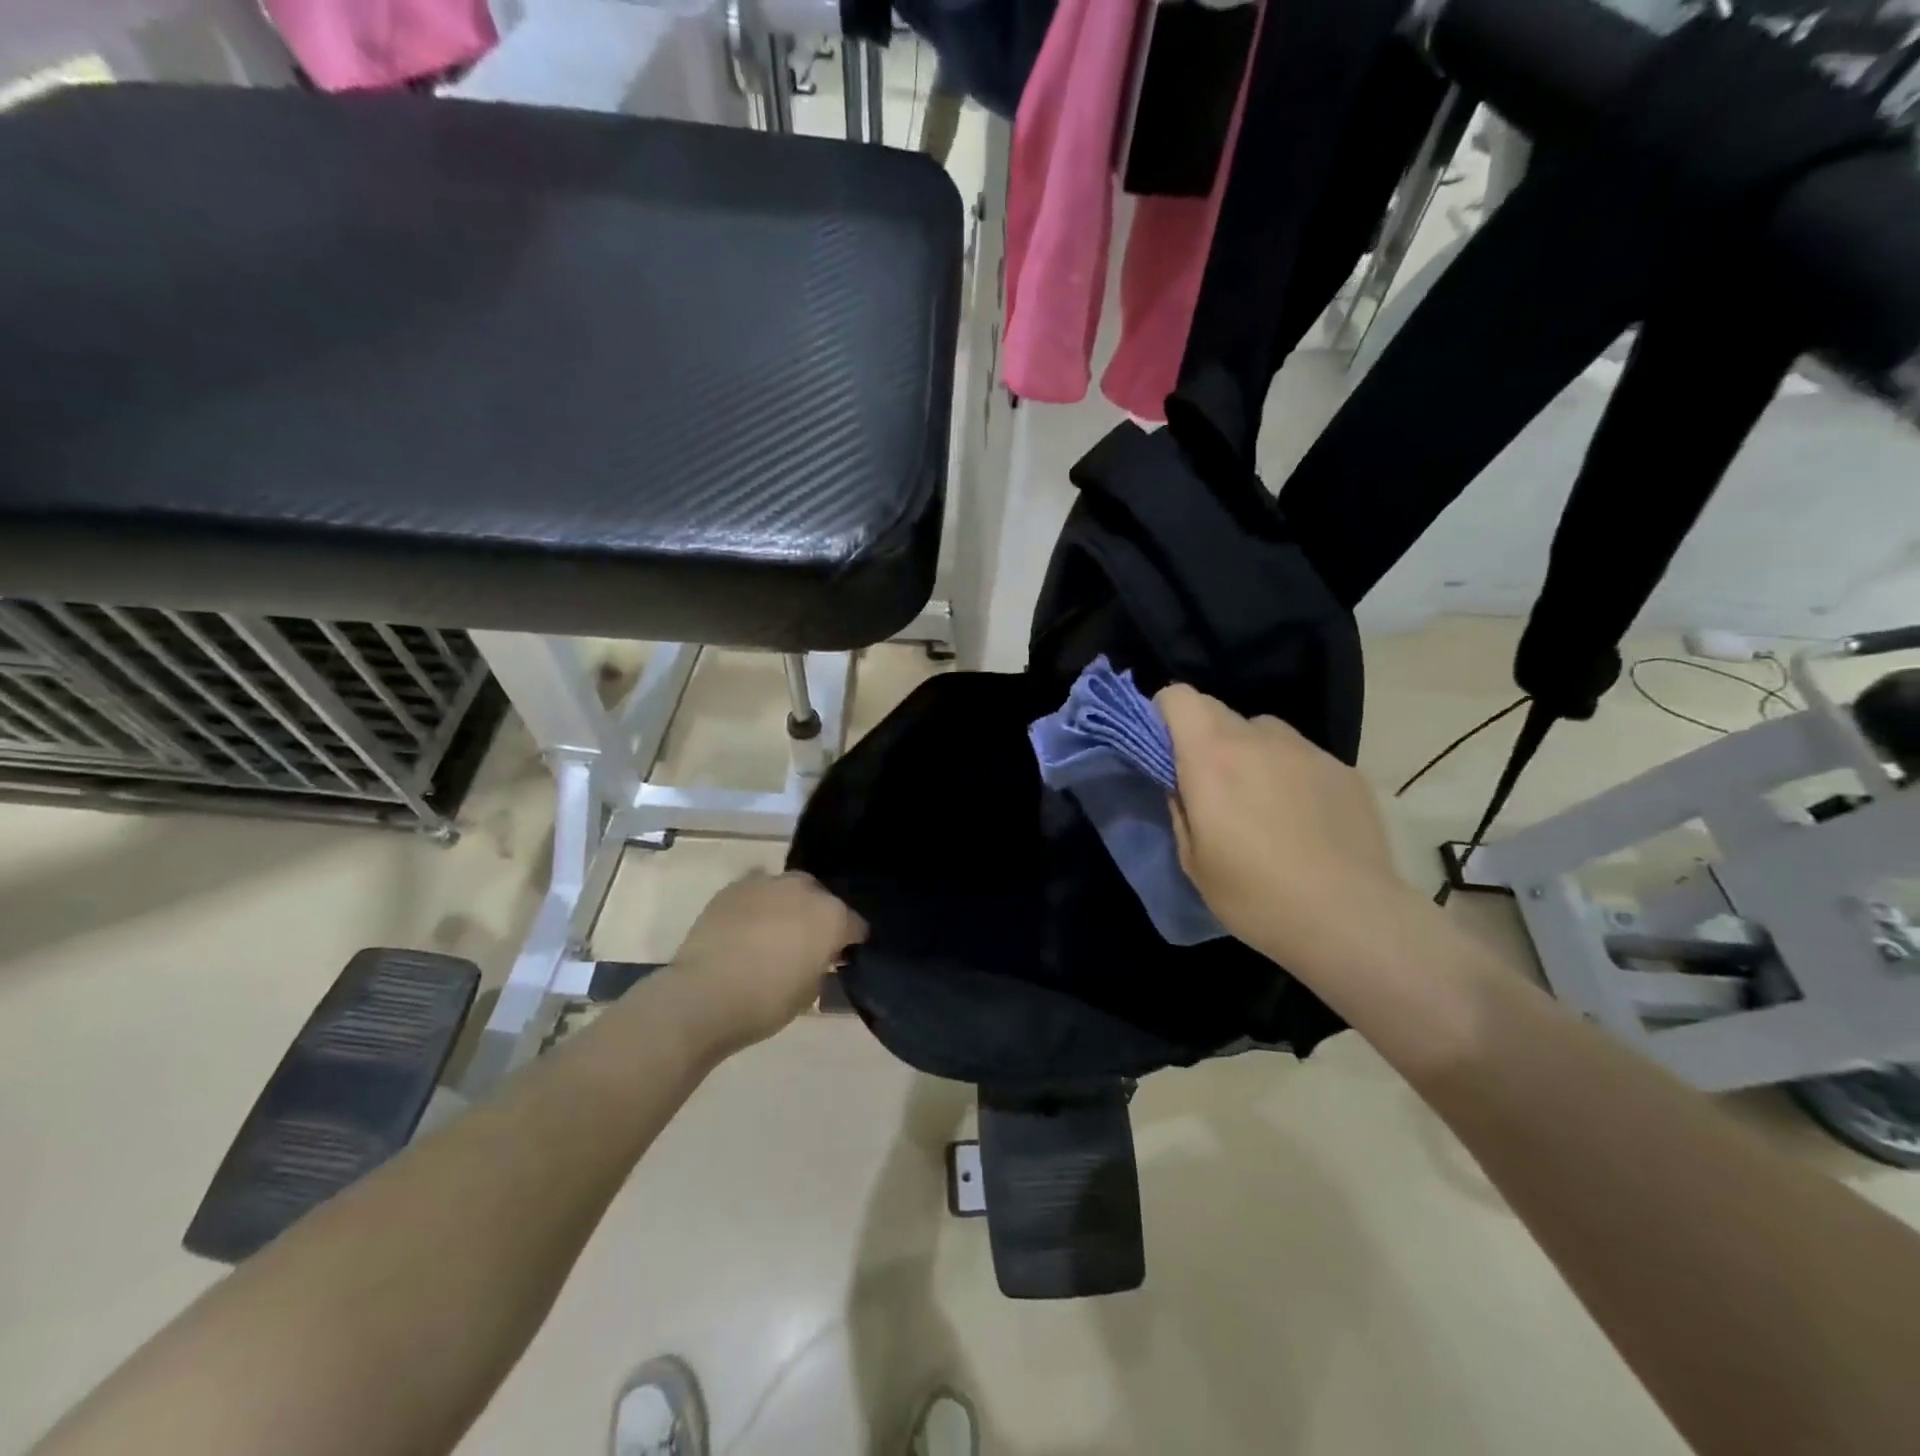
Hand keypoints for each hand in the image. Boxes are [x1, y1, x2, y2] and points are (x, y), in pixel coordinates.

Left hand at [663, 872, 866, 1054]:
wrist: (704, 995)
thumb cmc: (766, 1002)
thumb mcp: (809, 992)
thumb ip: (821, 965)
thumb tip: (816, 957)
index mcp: (832, 916)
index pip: (855, 925)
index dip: (850, 943)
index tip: (840, 958)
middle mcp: (805, 890)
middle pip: (822, 898)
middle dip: (818, 916)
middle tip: (806, 944)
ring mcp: (768, 883)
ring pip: (788, 889)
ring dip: (787, 906)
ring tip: (773, 933)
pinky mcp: (734, 887)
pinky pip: (756, 892)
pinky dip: (757, 906)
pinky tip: (746, 928)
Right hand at [1157, 684, 1406, 968]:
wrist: (1350, 919)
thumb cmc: (1255, 896)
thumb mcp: (1193, 860)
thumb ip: (1180, 808)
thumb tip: (1180, 783)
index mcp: (1211, 757)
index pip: (1179, 697)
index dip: (1165, 714)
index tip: (1164, 748)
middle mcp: (1259, 739)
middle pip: (1218, 710)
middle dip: (1204, 736)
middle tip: (1210, 784)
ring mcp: (1307, 751)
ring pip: (1263, 731)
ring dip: (1250, 751)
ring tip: (1261, 799)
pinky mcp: (1344, 770)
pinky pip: (1302, 756)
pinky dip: (1291, 773)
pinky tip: (1304, 819)